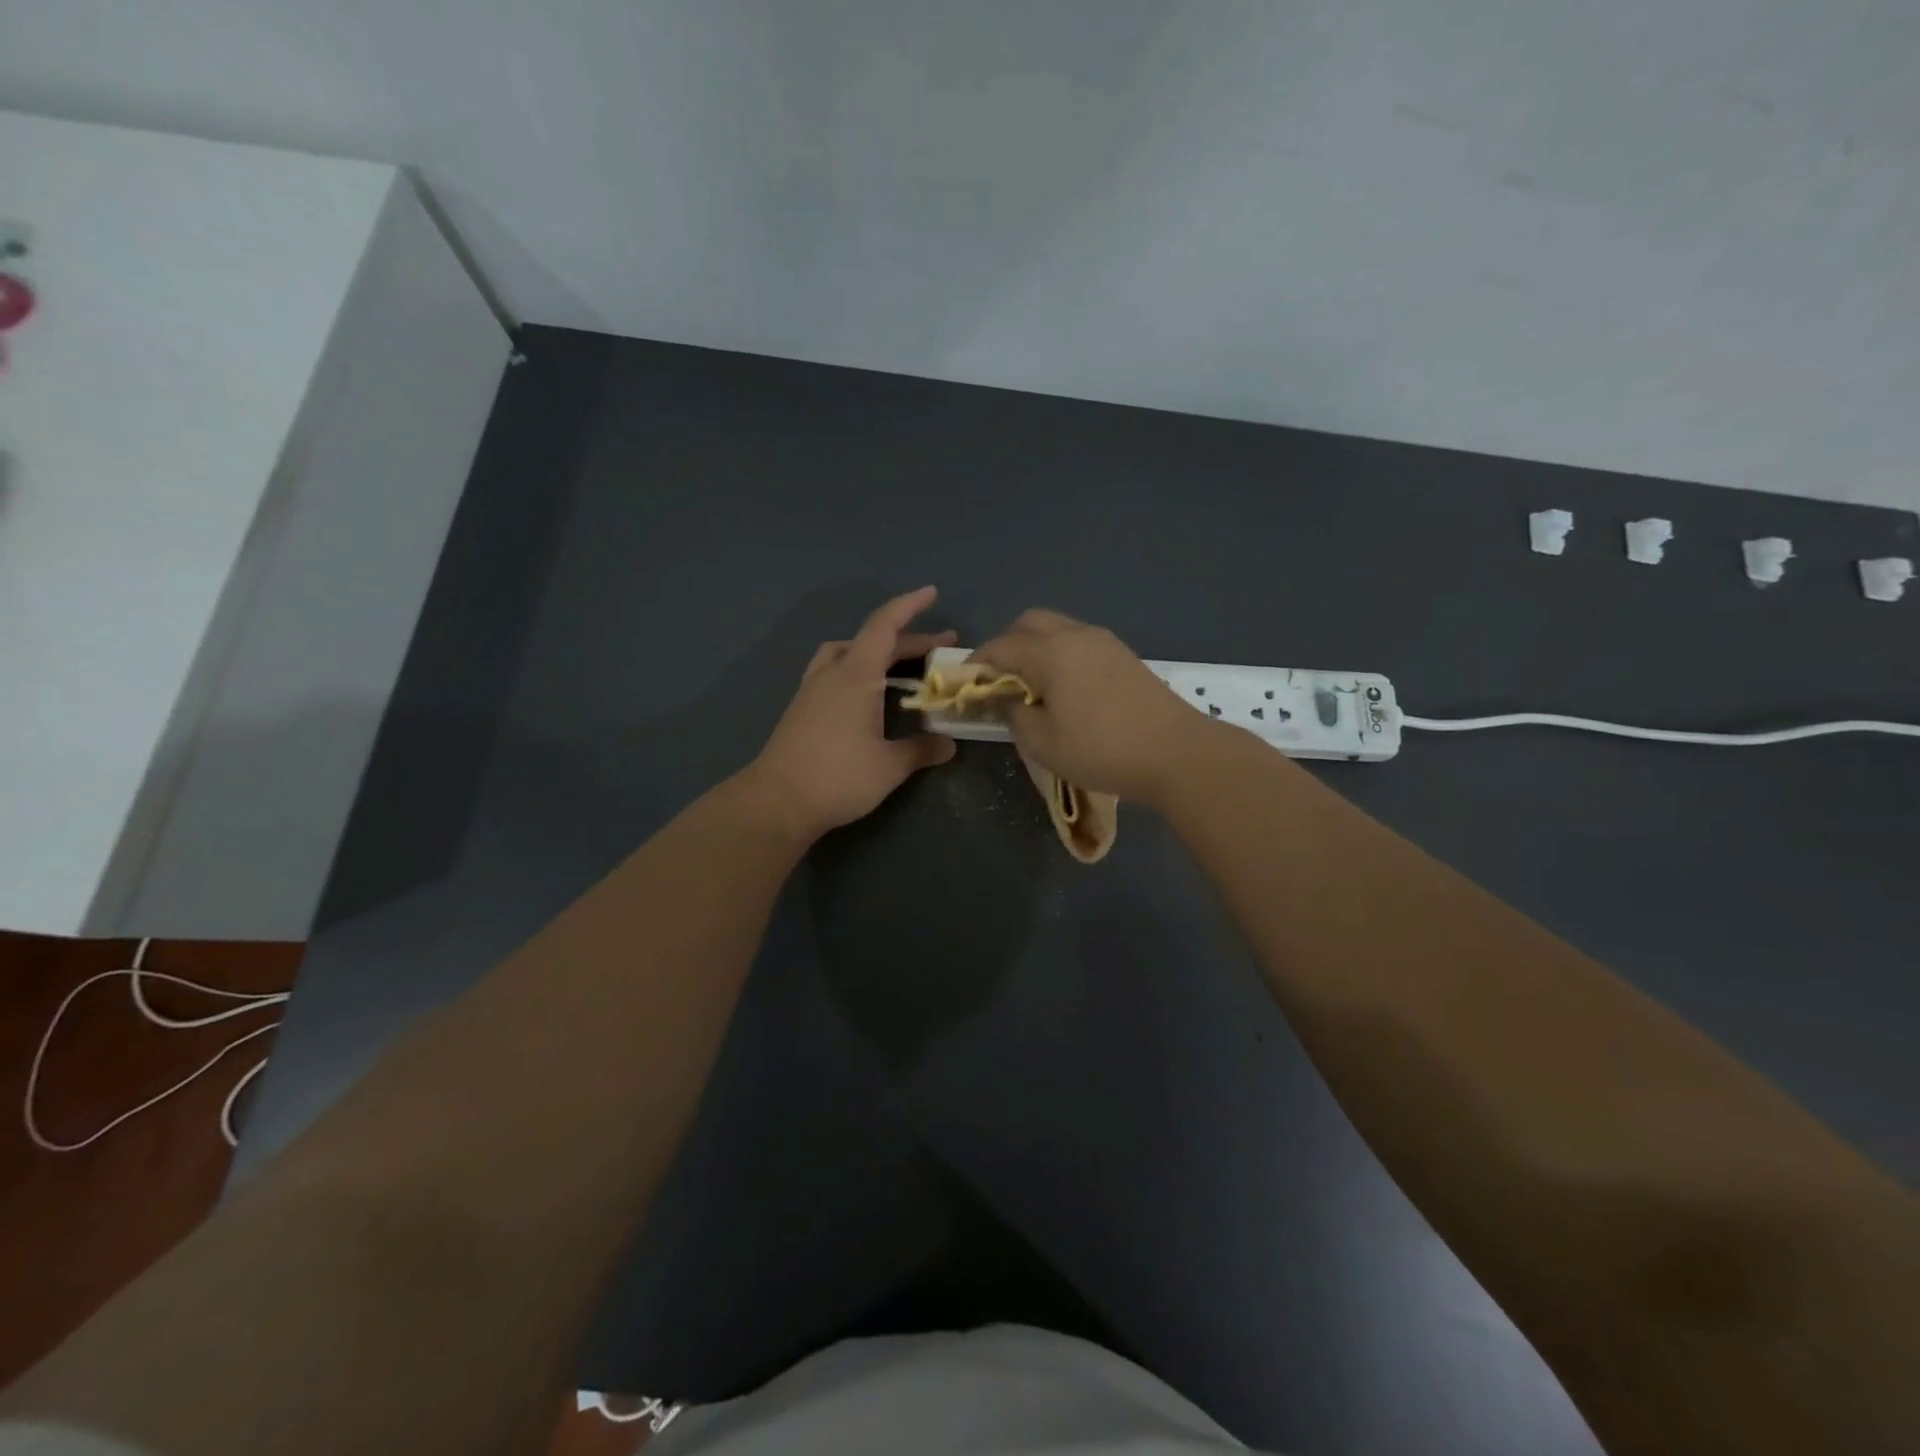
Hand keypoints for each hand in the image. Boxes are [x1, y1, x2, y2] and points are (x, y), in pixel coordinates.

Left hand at [745, 587, 957, 841]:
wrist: (777, 801)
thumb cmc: (838, 777)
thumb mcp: (890, 766)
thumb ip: (921, 750)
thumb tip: (949, 744)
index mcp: (856, 675)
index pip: (885, 626)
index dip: (909, 606)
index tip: (931, 593)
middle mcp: (832, 673)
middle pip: (872, 641)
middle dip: (908, 640)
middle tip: (940, 647)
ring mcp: (812, 689)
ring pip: (846, 653)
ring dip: (875, 652)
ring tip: (898, 666)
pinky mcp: (801, 708)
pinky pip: (834, 673)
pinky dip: (857, 671)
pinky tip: (866, 695)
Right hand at [971, 609, 1210, 805]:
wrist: (1175, 752)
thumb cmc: (1101, 749)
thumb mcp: (1043, 742)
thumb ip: (1013, 714)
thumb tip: (1000, 698)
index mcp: (1050, 652)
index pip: (1000, 647)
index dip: (977, 664)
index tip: (966, 685)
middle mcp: (1075, 635)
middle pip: (1029, 622)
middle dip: (1007, 644)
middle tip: (1000, 680)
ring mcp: (1104, 642)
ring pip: (1058, 628)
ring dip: (1036, 647)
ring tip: (1032, 685)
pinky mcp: (1124, 655)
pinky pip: (1080, 641)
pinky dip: (1061, 654)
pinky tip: (1065, 687)